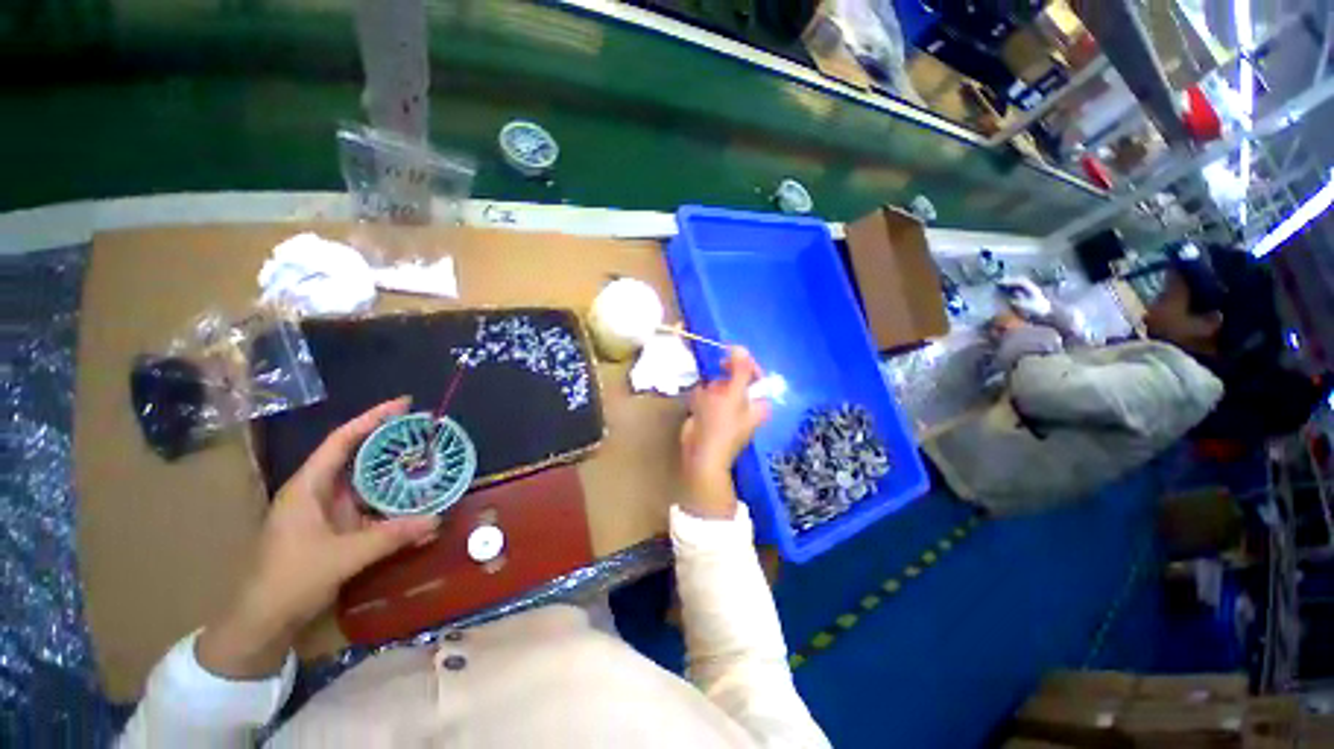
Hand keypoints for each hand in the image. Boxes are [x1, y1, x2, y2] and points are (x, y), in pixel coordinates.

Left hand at [197, 398, 439, 678]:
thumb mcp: (342, 557)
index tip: (405, 403)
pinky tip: (418, 506)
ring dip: (396, 474)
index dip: (373, 418)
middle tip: (426, 432)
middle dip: (391, 442)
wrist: (263, 622)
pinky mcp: (336, 529)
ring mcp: (328, 511)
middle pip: (358, 456)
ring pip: (367, 482)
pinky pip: (370, 507)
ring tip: (430, 463)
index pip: (342, 441)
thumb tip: (437, 519)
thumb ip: (391, 536)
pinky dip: (394, 504)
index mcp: (308, 487)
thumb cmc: (291, 580)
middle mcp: (318, 492)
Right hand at [679, 348, 770, 519]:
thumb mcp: (733, 395)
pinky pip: (707, 395)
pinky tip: (698, 407)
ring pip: (718, 385)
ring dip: (710, 390)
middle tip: (716, 386)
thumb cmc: (721, 425)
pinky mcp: (711, 413)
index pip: (755, 373)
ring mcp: (727, 409)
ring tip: (706, 402)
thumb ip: (740, 370)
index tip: (727, 354)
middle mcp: (745, 405)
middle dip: (722, 381)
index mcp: (758, 402)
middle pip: (735, 378)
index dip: (743, 362)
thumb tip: (741, 347)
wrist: (700, 455)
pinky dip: (701, 398)